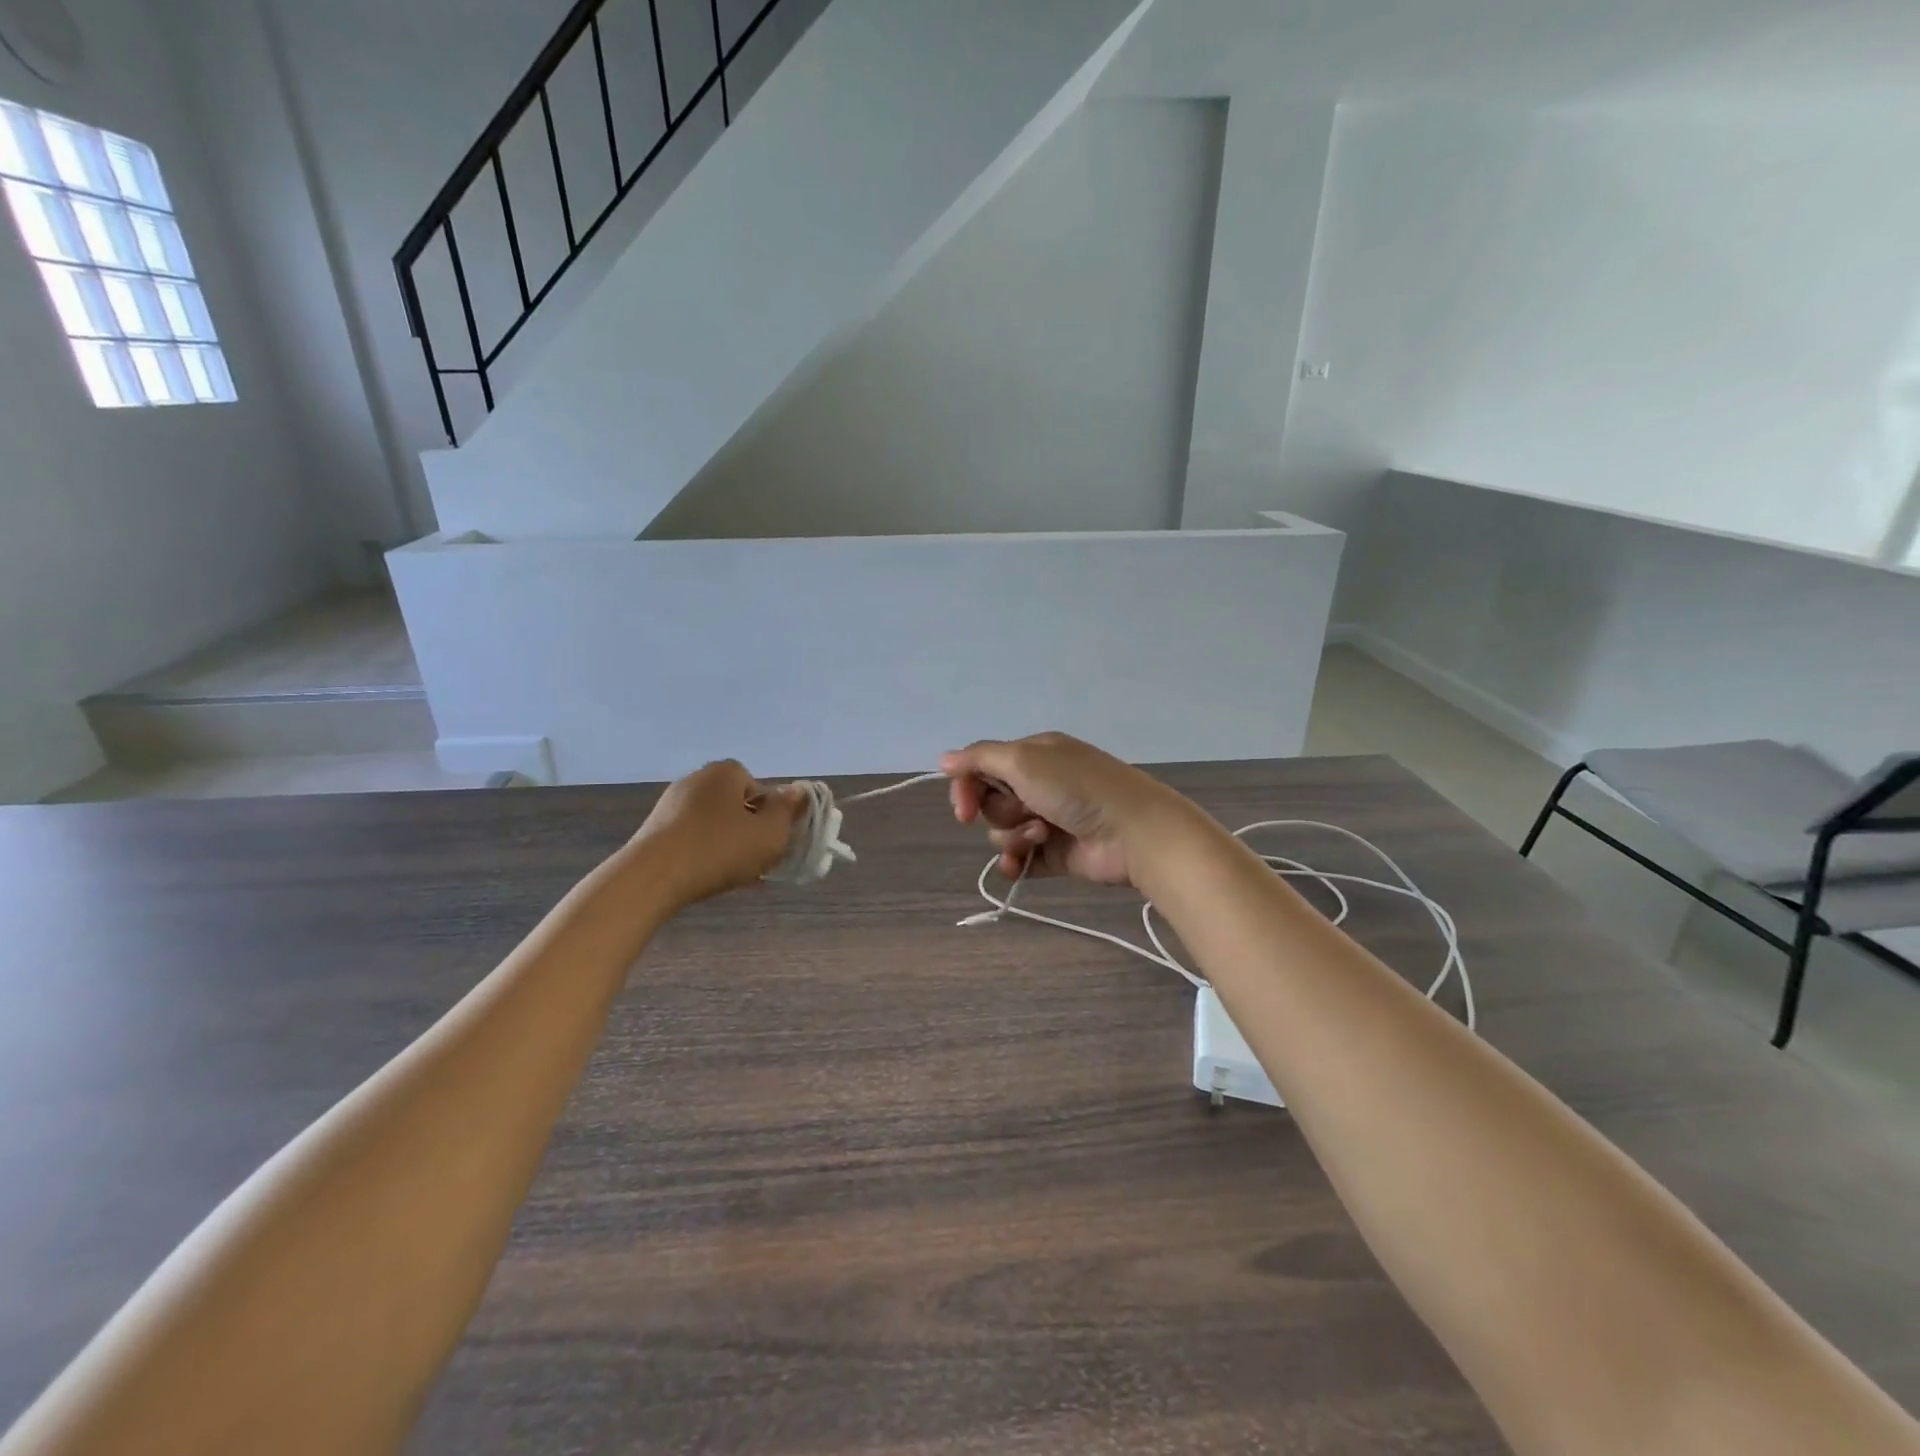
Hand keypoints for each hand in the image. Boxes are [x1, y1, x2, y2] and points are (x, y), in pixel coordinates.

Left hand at [632, 761, 806, 906]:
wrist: (651, 878)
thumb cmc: (719, 849)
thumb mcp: (770, 833)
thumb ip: (789, 811)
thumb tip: (798, 791)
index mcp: (725, 772)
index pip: (759, 787)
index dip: (771, 814)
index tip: (772, 839)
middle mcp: (696, 780)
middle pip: (736, 805)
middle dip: (749, 830)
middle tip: (757, 859)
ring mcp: (670, 805)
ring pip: (714, 824)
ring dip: (727, 845)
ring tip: (734, 874)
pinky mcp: (654, 830)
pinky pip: (691, 839)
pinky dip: (703, 854)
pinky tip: (708, 878)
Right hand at [941, 733, 1184, 887]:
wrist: (1134, 833)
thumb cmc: (1077, 788)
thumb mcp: (1024, 760)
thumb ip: (979, 758)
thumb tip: (944, 758)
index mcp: (1034, 755)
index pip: (982, 767)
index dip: (967, 788)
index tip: (962, 809)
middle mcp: (1040, 784)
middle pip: (991, 801)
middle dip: (1001, 811)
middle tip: (1025, 812)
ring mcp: (1048, 820)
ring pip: (1003, 832)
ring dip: (1015, 836)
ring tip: (1043, 835)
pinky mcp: (1056, 854)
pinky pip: (1020, 859)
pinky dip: (1016, 863)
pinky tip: (1020, 866)